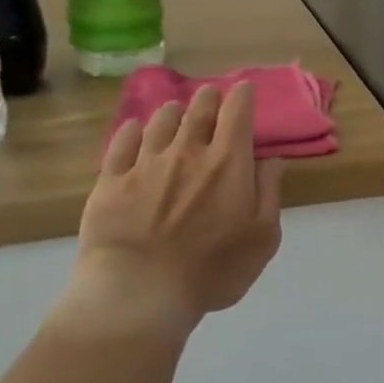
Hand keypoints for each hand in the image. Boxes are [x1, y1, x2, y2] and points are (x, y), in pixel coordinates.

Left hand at [58, 81, 284, 342]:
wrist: (138, 292)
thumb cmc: (212, 269)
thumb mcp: (262, 238)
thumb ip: (269, 194)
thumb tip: (272, 160)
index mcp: (228, 162)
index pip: (237, 112)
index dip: (242, 95)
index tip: (244, 89)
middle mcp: (187, 151)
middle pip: (198, 109)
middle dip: (208, 98)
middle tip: (211, 98)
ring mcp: (145, 163)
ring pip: (160, 121)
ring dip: (173, 112)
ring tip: (176, 112)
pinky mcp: (111, 181)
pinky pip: (121, 143)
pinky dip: (132, 131)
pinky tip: (134, 129)